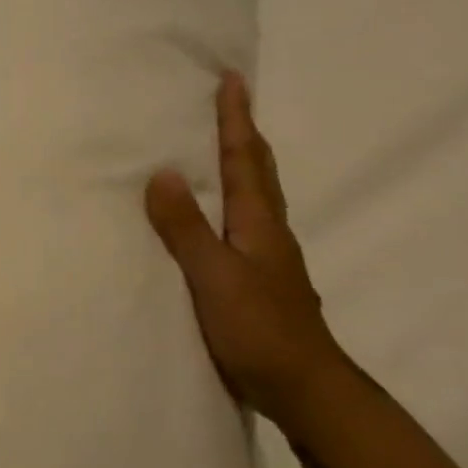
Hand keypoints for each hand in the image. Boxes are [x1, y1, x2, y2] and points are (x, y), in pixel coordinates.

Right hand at [145, 72, 347, 426]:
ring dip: (240, 162)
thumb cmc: (259, 329)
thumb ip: (186, 227)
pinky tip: (214, 211)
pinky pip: (241, 221)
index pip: (245, 159)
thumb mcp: (214, 276)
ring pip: (254, 195)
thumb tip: (163, 172)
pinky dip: (229, 199)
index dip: (236, 119)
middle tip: (229, 100)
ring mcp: (267, 256)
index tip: (231, 79)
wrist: (304, 388)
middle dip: (243, 132)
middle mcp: (268, 231)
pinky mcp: (258, 278)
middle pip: (258, 170)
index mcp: (258, 223)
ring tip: (218, 144)